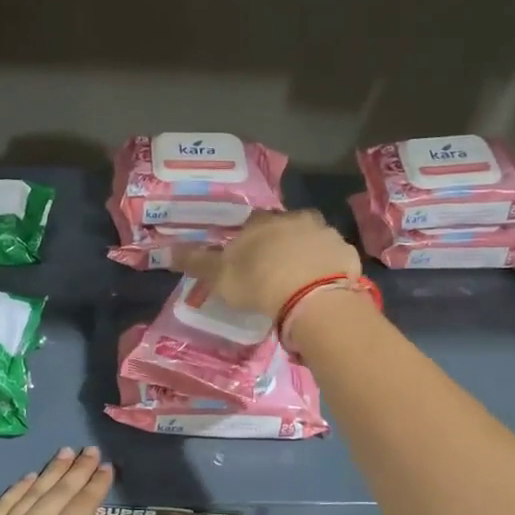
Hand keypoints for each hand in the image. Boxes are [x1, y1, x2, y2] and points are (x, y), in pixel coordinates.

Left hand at [0, 447, 114, 514]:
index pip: (81, 505)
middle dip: (77, 470)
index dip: (96, 485)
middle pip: (58, 491)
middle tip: (90, 450)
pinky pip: (2, 504)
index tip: (107, 468)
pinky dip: (18, 488)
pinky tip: (29, 477)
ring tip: (65, 453)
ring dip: (50, 471)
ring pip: (30, 492)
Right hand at [180, 210, 360, 318]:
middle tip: (273, 270)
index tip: (246, 259)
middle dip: (278, 243)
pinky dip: (326, 268)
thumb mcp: (220, 276)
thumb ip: (197, 263)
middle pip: (284, 227)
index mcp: (262, 221)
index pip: (251, 223)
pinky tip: (320, 286)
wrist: (312, 296)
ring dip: (304, 253)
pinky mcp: (346, 253)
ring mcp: (325, 233)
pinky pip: (332, 258)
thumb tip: (168, 250)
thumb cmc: (259, 282)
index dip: (247, 241)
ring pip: (310, 240)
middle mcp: (295, 218)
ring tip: (298, 279)